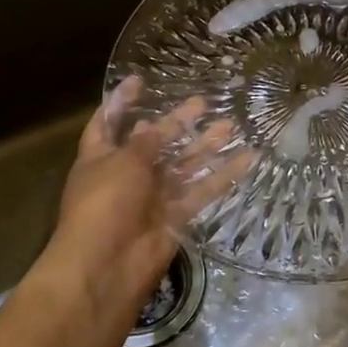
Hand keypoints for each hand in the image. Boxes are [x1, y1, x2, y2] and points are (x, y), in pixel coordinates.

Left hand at [40, 79, 250, 322]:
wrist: (107, 266)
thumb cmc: (104, 203)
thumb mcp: (122, 162)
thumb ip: (145, 143)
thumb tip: (154, 126)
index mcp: (100, 157)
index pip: (107, 122)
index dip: (121, 102)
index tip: (140, 80)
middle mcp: (126, 174)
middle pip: (154, 143)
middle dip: (176, 122)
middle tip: (203, 102)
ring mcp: (151, 197)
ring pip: (182, 165)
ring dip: (205, 146)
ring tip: (231, 125)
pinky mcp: (175, 217)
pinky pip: (202, 191)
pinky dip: (223, 176)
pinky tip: (247, 158)